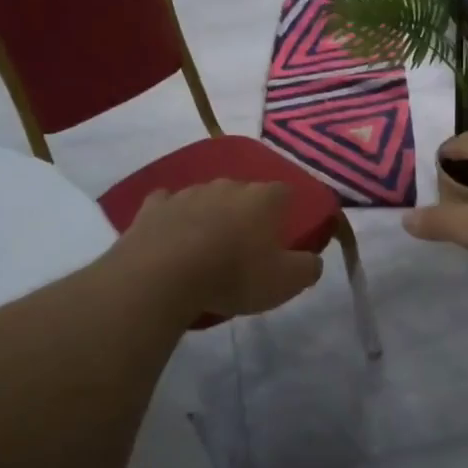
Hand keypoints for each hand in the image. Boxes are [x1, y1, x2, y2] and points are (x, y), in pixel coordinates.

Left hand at [114, 181, 321, 318]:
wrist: (162, 277)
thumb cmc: (233, 276)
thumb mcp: (285, 282)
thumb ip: (308, 267)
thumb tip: (314, 260)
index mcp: (263, 199)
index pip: (285, 192)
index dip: (286, 210)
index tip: (283, 232)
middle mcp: (228, 186)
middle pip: (245, 192)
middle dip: (247, 211)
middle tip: (245, 244)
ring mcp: (188, 192)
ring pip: (207, 196)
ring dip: (210, 213)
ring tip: (207, 245)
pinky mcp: (154, 206)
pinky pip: (168, 203)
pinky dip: (173, 215)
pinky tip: (171, 233)